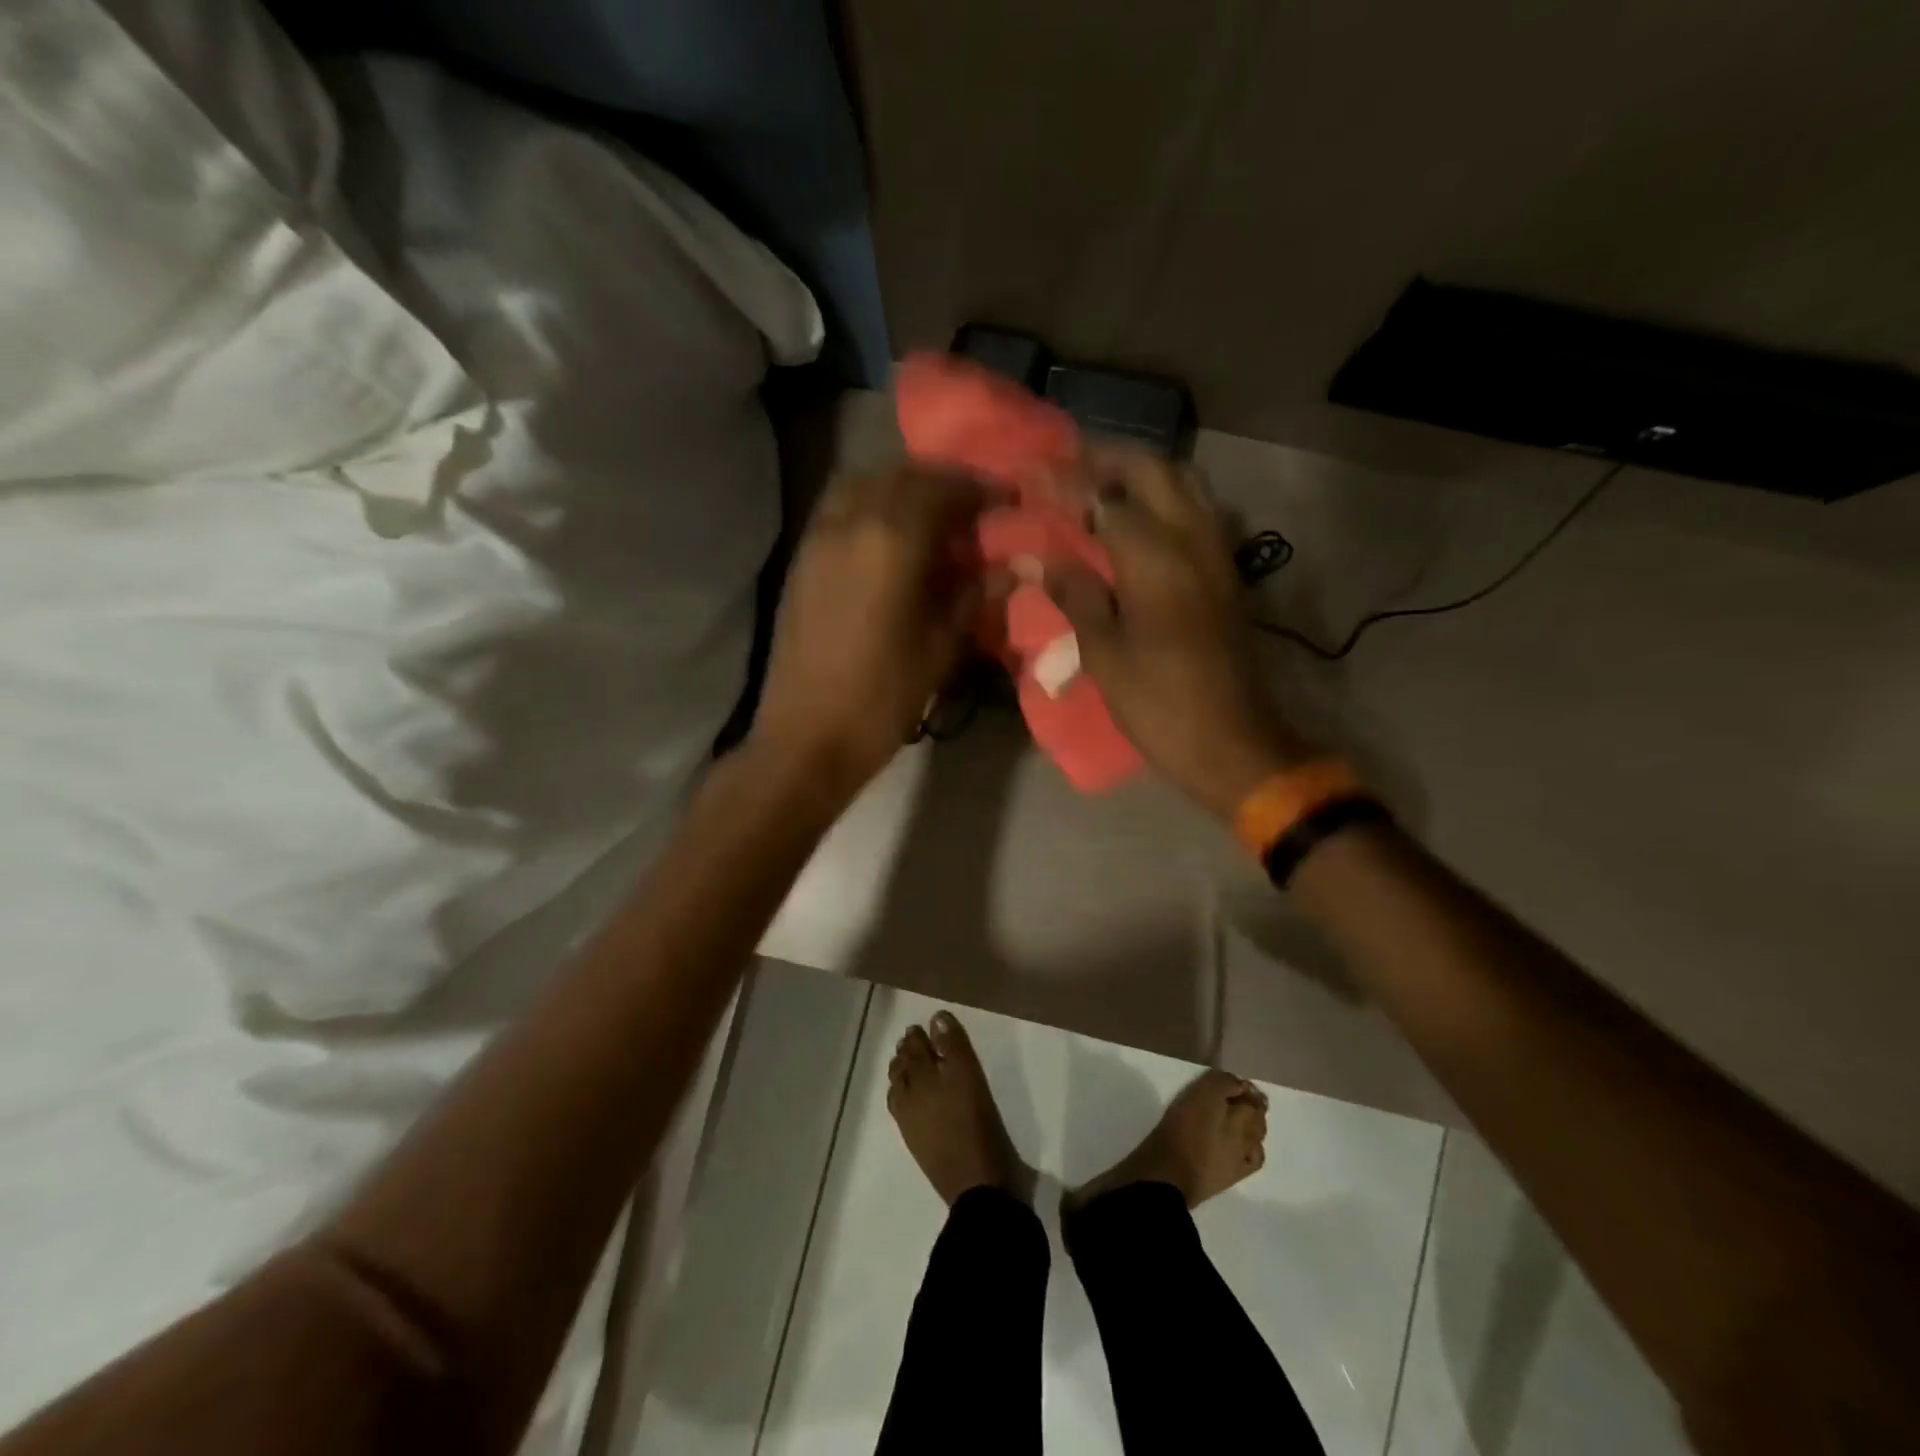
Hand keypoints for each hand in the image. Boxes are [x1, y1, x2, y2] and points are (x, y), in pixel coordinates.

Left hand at [750, 464, 995, 794]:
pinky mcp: (800, 561)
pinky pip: (837, 508)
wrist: (806, 737)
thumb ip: (973, 597)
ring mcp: (818, 539)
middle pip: (899, 476)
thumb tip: (1006, 568)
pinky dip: (868, 504)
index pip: (941, 490)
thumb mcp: (941, 650)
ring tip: (928, 516)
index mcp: (892, 542)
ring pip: (861, 484)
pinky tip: (888, 538)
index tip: (1005, 500)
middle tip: (970, 505)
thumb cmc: (882, 699)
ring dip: (899, 487)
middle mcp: (850, 524)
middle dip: (940, 482)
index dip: (978, 489)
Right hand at [1045, 447, 1310, 819]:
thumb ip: (1073, 594)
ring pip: (1184, 484)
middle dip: (1107, 459)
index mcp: (1155, 558)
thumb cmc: (1158, 703)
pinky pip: (1197, 511)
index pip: (1104, 497)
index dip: (1065, 482)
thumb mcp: (1104, 652)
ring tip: (1099, 485)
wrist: (1232, 742)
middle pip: (1152, 471)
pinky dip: (1164, 497)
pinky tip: (1137, 519)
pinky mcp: (1226, 573)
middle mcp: (1193, 540)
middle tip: (1065, 467)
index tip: (1029, 471)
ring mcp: (1216, 554)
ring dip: (1140, 473)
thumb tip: (1033, 558)